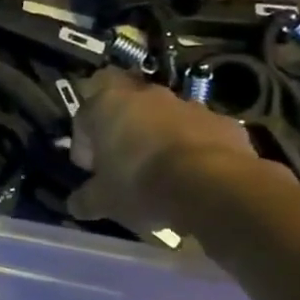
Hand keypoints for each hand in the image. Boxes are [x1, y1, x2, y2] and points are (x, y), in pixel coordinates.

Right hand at [67, 67, 268, 233]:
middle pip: (125, 108)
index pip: (83, 114)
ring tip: (160, 174)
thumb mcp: (103, 200)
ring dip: (158, 139)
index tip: (91, 168)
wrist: (214, 187)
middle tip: (122, 165)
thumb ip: (85, 199)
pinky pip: (198, 133)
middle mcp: (146, 96)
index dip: (84, 141)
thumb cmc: (141, 184)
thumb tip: (75, 204)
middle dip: (122, 132)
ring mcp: (188, 105)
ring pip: (163, 119)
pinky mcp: (223, 122)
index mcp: (107, 105)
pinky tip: (192, 178)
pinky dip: (192, 149)